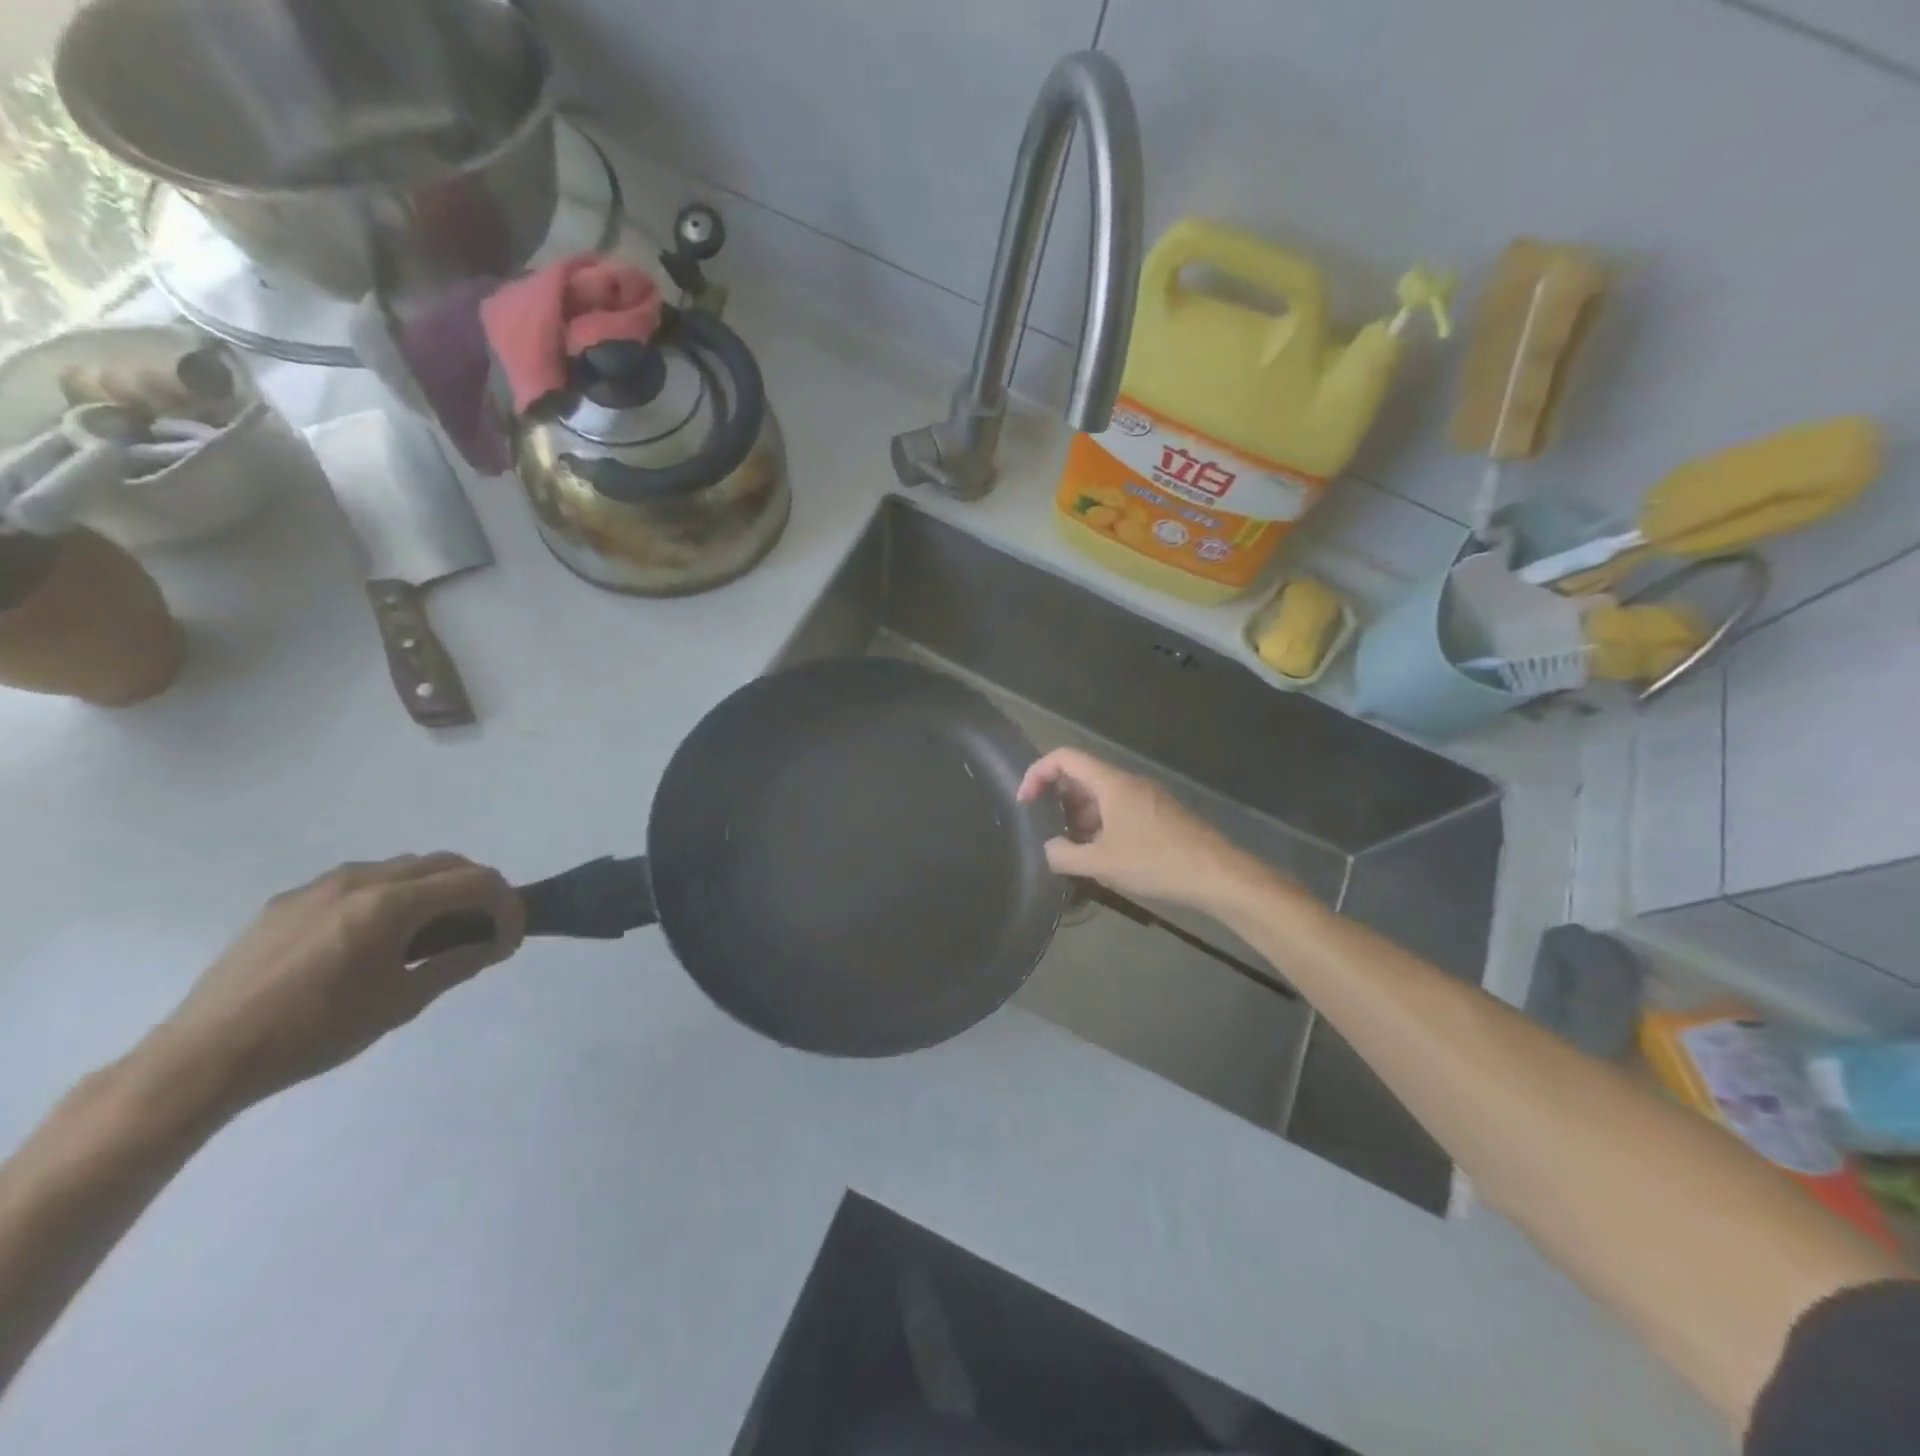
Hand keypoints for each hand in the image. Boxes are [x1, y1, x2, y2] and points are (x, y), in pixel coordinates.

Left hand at [144, 855, 524, 1115]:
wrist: (203, 1058)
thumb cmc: (315, 1033)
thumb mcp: (402, 1002)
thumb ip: (456, 963)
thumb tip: (494, 944)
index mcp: (392, 903)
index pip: (477, 881)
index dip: (508, 906)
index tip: (510, 941)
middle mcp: (361, 879)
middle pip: (445, 864)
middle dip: (477, 891)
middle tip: (483, 932)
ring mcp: (321, 885)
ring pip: (403, 868)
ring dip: (435, 890)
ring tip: (433, 934)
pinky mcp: (290, 900)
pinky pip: (361, 882)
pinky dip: (392, 896)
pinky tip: (378, 938)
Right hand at [1016, 749, 1270, 911]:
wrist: (1218, 875)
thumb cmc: (1156, 862)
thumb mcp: (1102, 863)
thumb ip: (1064, 855)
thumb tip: (1048, 849)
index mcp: (1111, 783)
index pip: (1064, 758)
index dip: (1037, 774)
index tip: (1024, 802)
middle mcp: (1127, 782)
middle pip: (1081, 776)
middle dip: (1057, 801)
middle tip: (1046, 831)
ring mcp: (1146, 798)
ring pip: (1100, 796)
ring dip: (1079, 817)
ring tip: (1072, 850)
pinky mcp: (1158, 815)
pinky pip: (1118, 810)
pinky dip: (1100, 825)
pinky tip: (1101, 856)